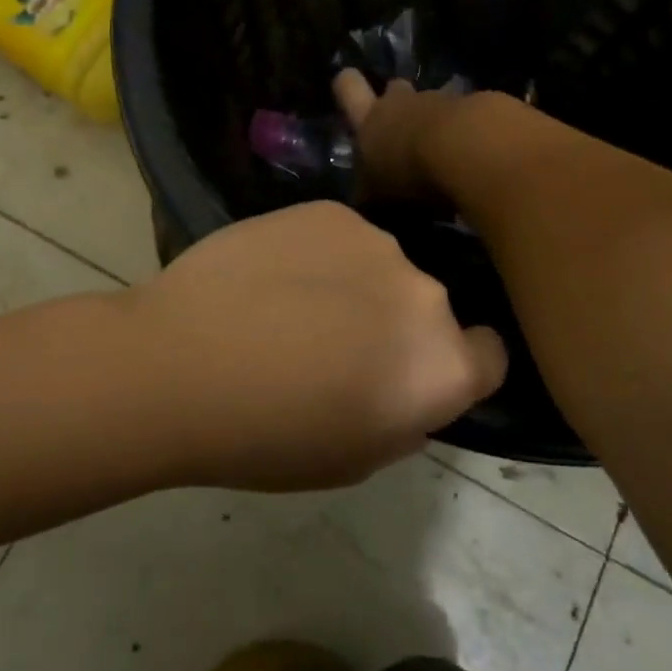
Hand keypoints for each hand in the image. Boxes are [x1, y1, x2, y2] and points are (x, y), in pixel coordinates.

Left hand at [129, 201, 505, 491]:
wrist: (180, 363)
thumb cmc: (264, 436)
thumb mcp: (353, 460)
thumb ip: (404, 419)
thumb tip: (410, 387)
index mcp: (442, 367)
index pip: (491, 355)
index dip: (459, 365)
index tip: (415, 371)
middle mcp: (426, 295)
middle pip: (431, 308)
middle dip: (399, 324)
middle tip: (337, 343)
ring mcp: (377, 242)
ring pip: (384, 266)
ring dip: (358, 283)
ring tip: (293, 303)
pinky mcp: (329, 210)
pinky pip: (343, 235)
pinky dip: (319, 252)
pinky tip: (271, 273)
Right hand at [333, 68, 472, 202]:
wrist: (470, 151)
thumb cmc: (410, 174)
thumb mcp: (377, 194)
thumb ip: (371, 190)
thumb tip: (365, 195)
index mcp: (370, 120)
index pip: (347, 87)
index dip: (347, 84)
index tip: (350, 84)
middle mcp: (403, 102)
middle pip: (396, 89)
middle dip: (398, 103)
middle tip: (404, 130)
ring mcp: (444, 100)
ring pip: (435, 104)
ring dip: (437, 123)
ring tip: (445, 154)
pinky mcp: (480, 107)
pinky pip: (469, 117)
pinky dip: (471, 132)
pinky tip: (477, 157)